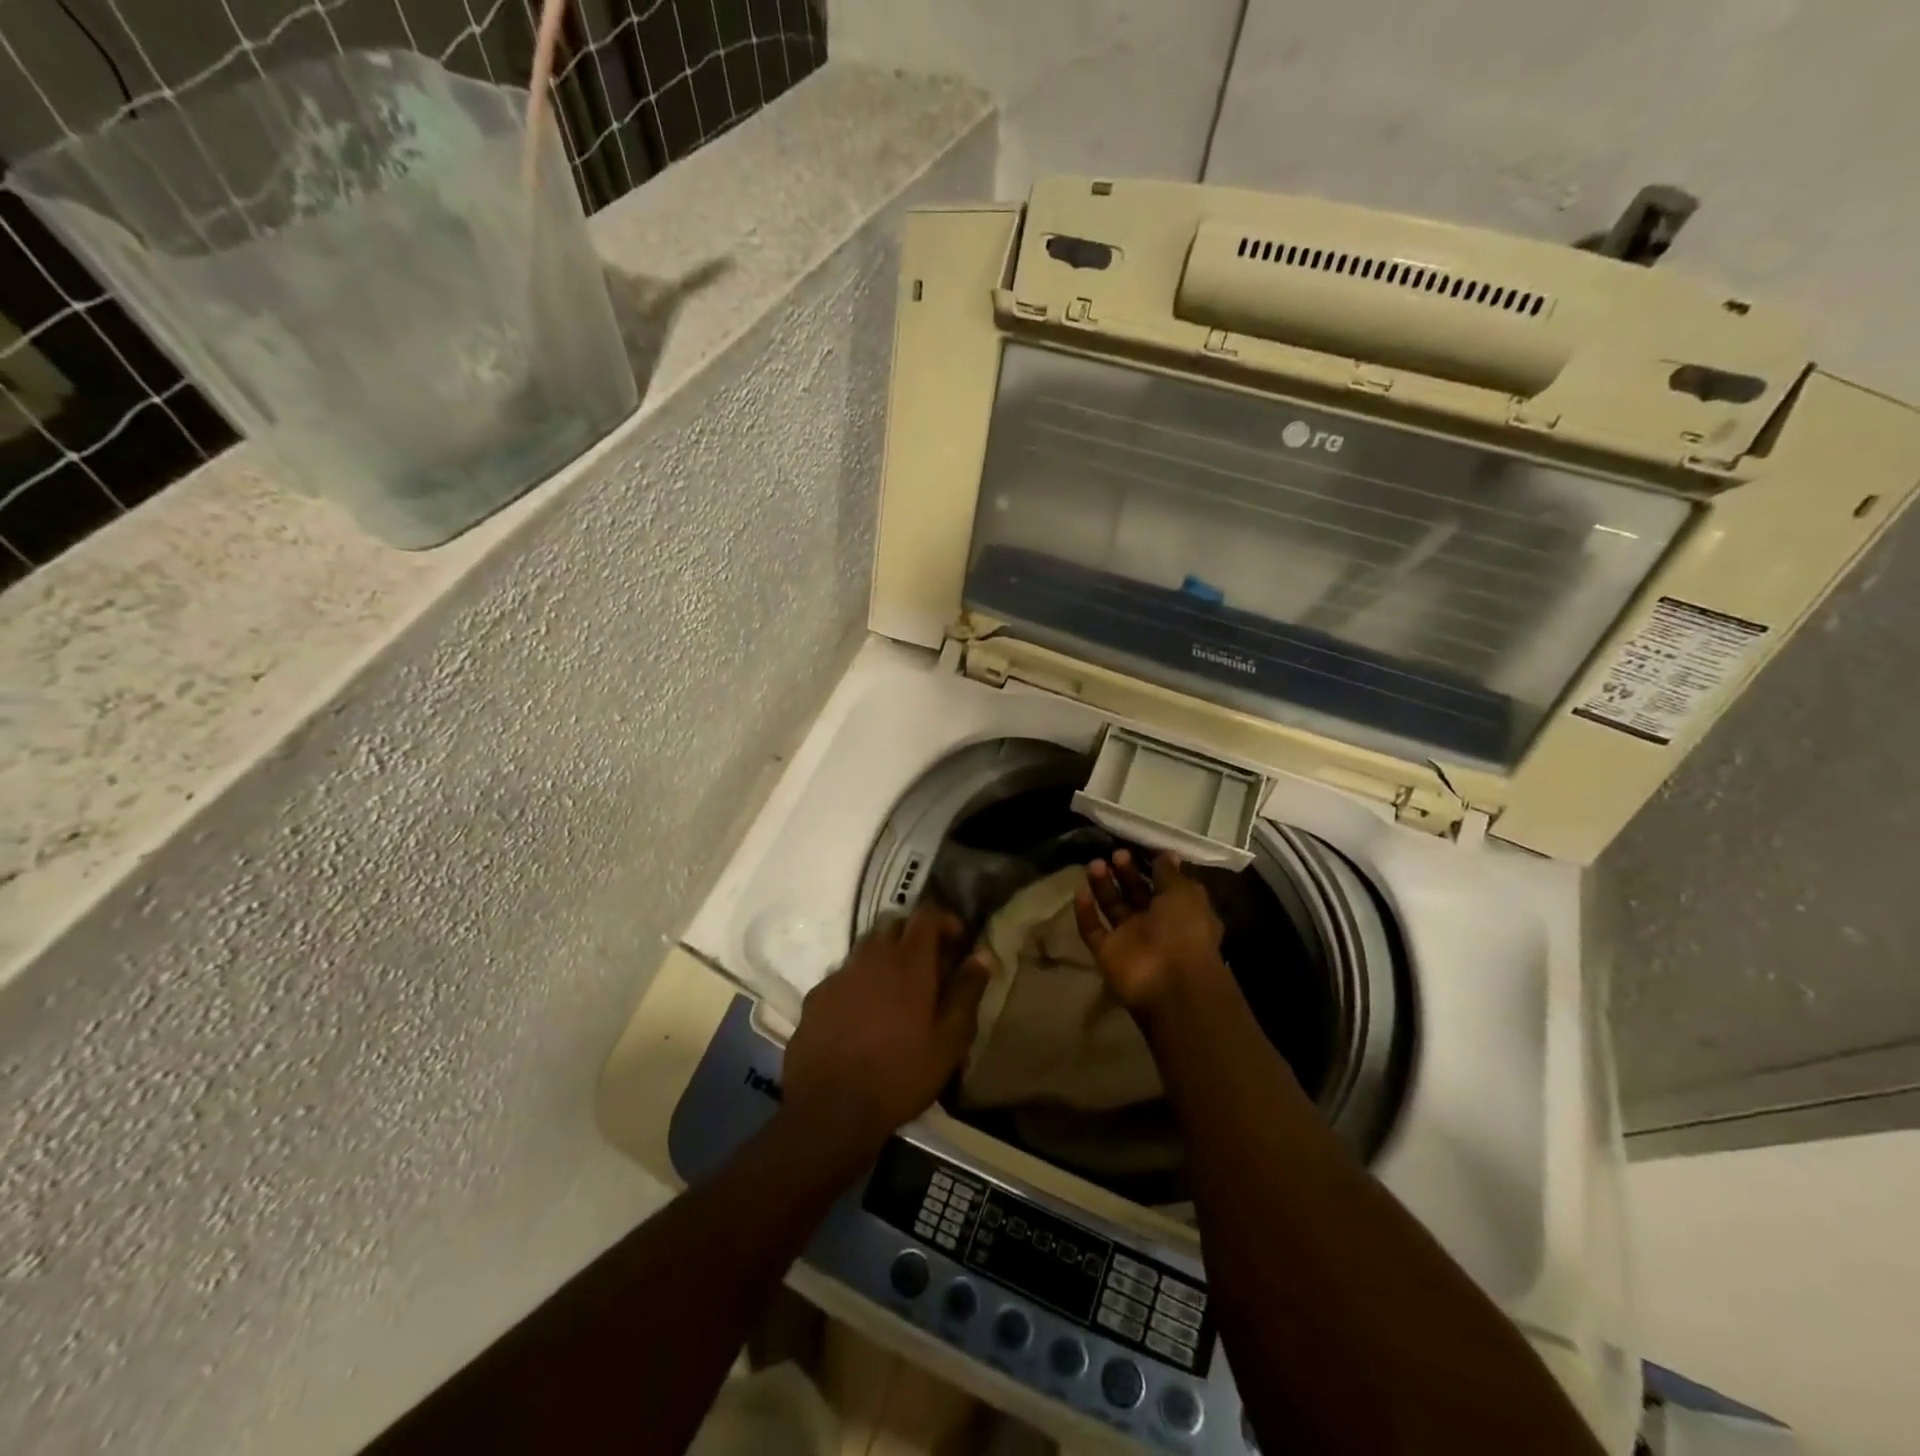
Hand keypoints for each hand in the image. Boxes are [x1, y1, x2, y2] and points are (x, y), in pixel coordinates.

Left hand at [781, 903, 990, 1157]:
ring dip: (885, 957)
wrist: (830, 1109)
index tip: (958, 941)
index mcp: (908, 962)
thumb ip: (967, 992)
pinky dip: (859, 982)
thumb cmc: (900, 1074)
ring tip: (896, 991)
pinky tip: (863, 1014)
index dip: (945, 919)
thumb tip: (981, 956)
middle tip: (929, 967)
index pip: (926, 914)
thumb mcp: (949, 1041)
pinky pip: (844, 975)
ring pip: (866, 948)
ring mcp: (840, 974)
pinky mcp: (816, 996)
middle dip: (915, 936)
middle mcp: (872, 956)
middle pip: (894, 925)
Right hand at [1073, 849, 1228, 1018]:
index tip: (1140, 848)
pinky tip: (1079, 889)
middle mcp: (1155, 926)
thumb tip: (1167, 854)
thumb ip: (1170, 874)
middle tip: (1116, 854)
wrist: (1170, 984)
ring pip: (1113, 908)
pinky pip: (1092, 930)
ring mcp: (1129, 941)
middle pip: (1136, 894)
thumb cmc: (1185, 932)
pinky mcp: (1106, 954)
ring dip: (1103, 886)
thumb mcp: (1184, 895)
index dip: (1153, 868)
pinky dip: (1085, 911)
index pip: (1165, 887)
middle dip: (1126, 873)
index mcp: (1181, 913)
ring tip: (1095, 863)